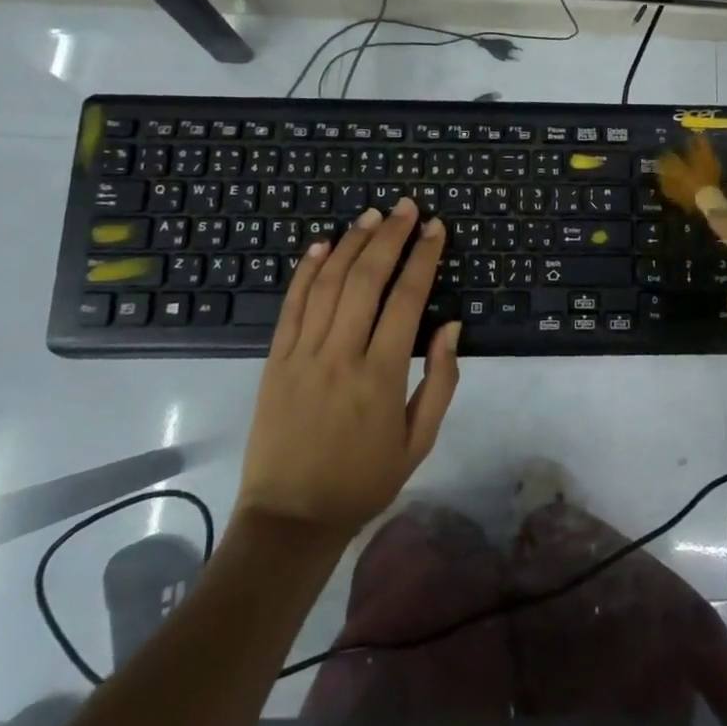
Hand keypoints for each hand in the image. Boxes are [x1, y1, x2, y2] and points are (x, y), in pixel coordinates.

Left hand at [238, 198, 459, 535]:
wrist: (290, 518)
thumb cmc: (364, 480)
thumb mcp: (419, 440)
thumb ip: (440, 380)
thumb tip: (451, 325)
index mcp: (381, 375)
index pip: (407, 299)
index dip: (423, 258)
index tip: (436, 229)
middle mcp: (341, 355)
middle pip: (366, 279)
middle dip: (390, 236)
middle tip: (407, 207)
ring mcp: (302, 355)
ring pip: (328, 283)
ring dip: (353, 243)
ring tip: (372, 215)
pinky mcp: (275, 360)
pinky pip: (291, 305)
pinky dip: (306, 270)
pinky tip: (322, 244)